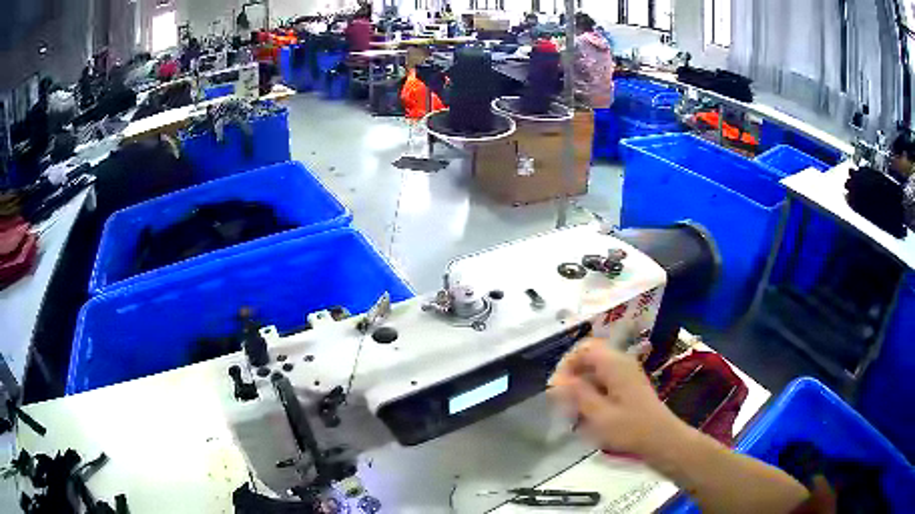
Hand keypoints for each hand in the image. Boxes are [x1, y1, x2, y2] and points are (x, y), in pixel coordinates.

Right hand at [548, 338, 686, 457]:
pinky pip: (604, 379)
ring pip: (596, 369)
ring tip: (572, 409)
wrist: (661, 439)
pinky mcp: (629, 385)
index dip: (566, 364)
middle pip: (589, 357)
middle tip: (561, 399)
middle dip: (572, 375)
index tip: (556, 387)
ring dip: (581, 385)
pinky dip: (592, 391)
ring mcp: (627, 373)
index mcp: (614, 364)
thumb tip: (557, 380)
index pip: (584, 349)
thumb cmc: (630, 428)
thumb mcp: (599, 415)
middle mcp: (621, 362)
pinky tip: (588, 412)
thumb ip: (577, 394)